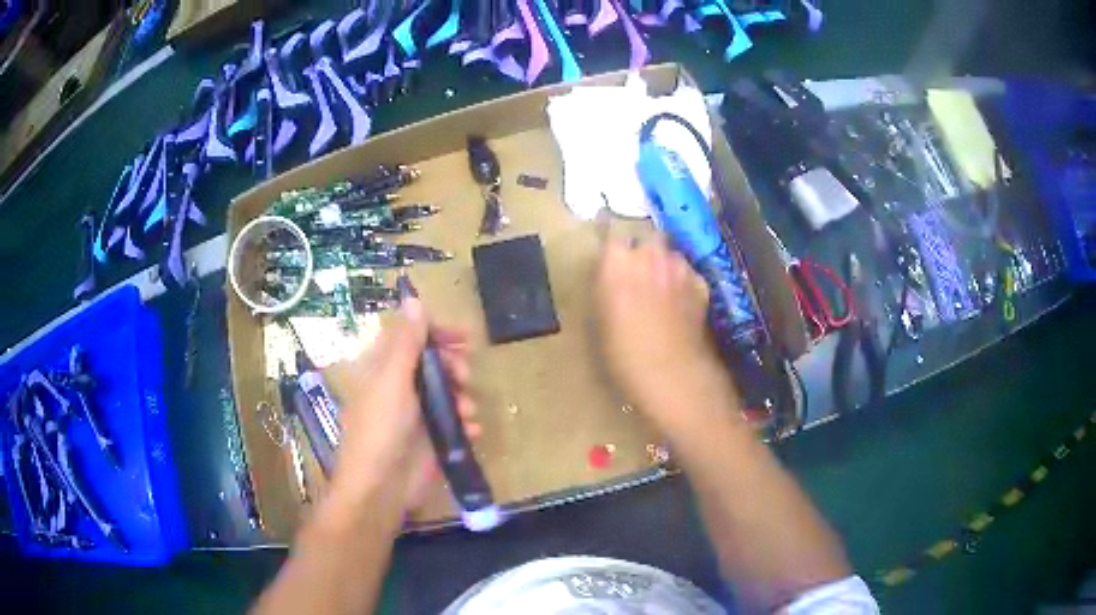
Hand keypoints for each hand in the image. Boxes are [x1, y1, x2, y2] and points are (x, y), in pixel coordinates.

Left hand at [322, 298, 478, 519]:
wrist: (381, 488)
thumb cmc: (381, 429)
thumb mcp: (392, 380)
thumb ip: (406, 341)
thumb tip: (413, 298)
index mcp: (382, 368)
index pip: (410, 337)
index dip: (436, 333)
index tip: (463, 337)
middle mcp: (398, 387)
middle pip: (433, 363)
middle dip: (453, 367)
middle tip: (465, 375)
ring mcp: (416, 414)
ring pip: (447, 392)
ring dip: (463, 397)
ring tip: (466, 411)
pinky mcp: (431, 438)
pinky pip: (454, 422)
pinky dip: (465, 424)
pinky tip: (471, 431)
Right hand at [594, 233, 735, 435]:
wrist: (673, 373)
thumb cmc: (625, 354)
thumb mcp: (602, 321)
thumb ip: (606, 289)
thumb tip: (610, 276)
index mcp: (617, 262)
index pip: (612, 232)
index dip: (613, 244)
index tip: (610, 253)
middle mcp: (650, 256)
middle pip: (646, 237)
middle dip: (642, 248)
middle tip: (636, 271)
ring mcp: (679, 268)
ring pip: (671, 253)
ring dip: (664, 263)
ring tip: (660, 286)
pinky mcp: (700, 284)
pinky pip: (688, 273)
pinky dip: (683, 280)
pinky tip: (680, 300)